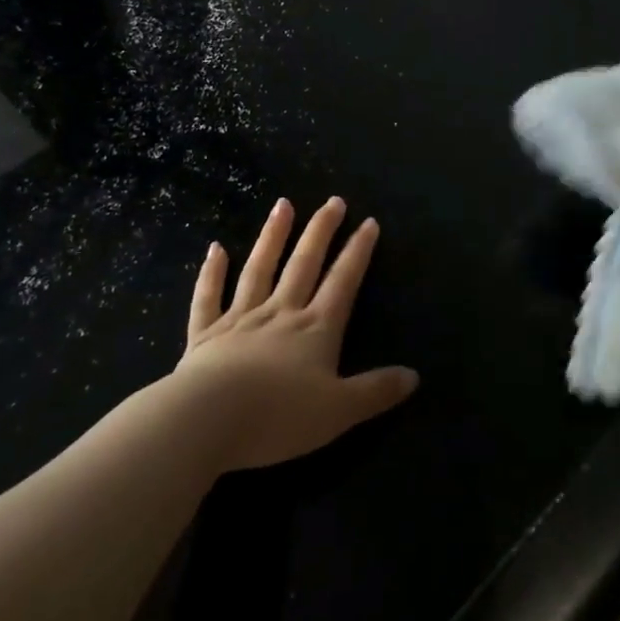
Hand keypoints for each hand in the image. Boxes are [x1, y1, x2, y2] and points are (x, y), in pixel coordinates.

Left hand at [171, 197, 418, 470]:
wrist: (208, 420)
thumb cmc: (278, 417)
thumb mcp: (339, 411)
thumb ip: (376, 392)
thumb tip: (414, 376)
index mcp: (315, 329)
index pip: (343, 282)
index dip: (358, 252)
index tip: (368, 221)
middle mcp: (280, 313)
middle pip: (304, 264)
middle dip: (321, 231)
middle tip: (333, 200)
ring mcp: (240, 319)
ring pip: (259, 269)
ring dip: (273, 236)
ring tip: (283, 204)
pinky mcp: (205, 334)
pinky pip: (208, 297)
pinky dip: (212, 273)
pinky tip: (215, 249)